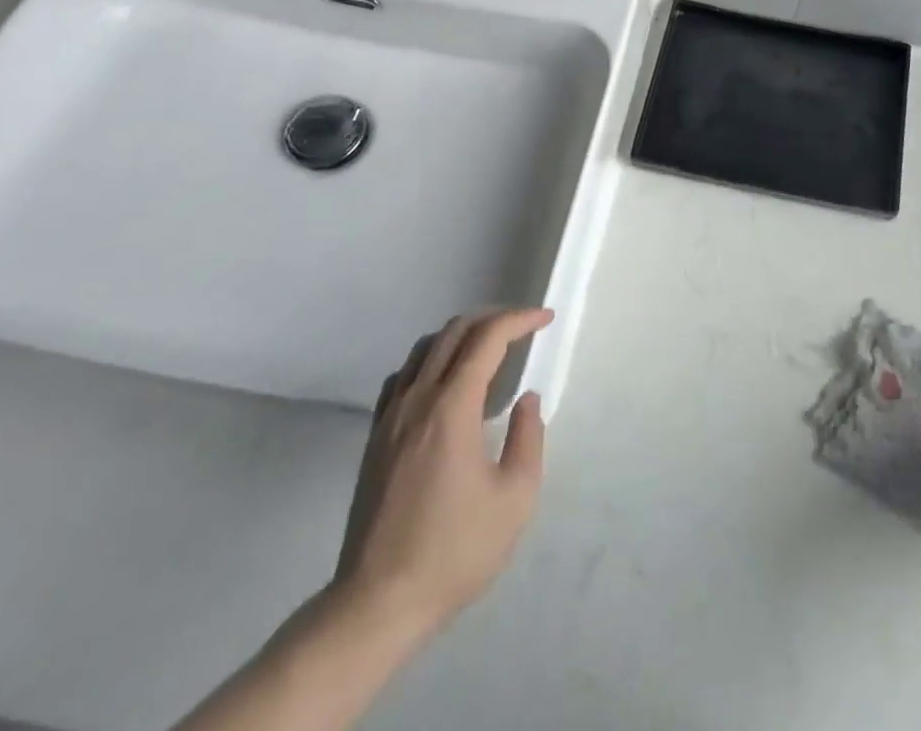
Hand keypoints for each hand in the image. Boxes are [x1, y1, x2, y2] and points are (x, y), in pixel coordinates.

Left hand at [327, 308, 553, 646]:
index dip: (519, 320)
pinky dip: (431, 360)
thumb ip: (528, 438)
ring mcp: (390, 417)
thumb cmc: (455, 552)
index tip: (545, 318)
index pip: (488, 339)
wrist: (377, 603)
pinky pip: (403, 375)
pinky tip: (444, 381)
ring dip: (462, 334)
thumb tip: (525, 400)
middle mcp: (418, 399)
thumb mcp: (515, 499)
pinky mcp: (375, 437)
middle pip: (455, 331)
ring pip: (425, 348)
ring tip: (489, 347)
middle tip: (523, 327)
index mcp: (452, 408)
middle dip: (494, 318)